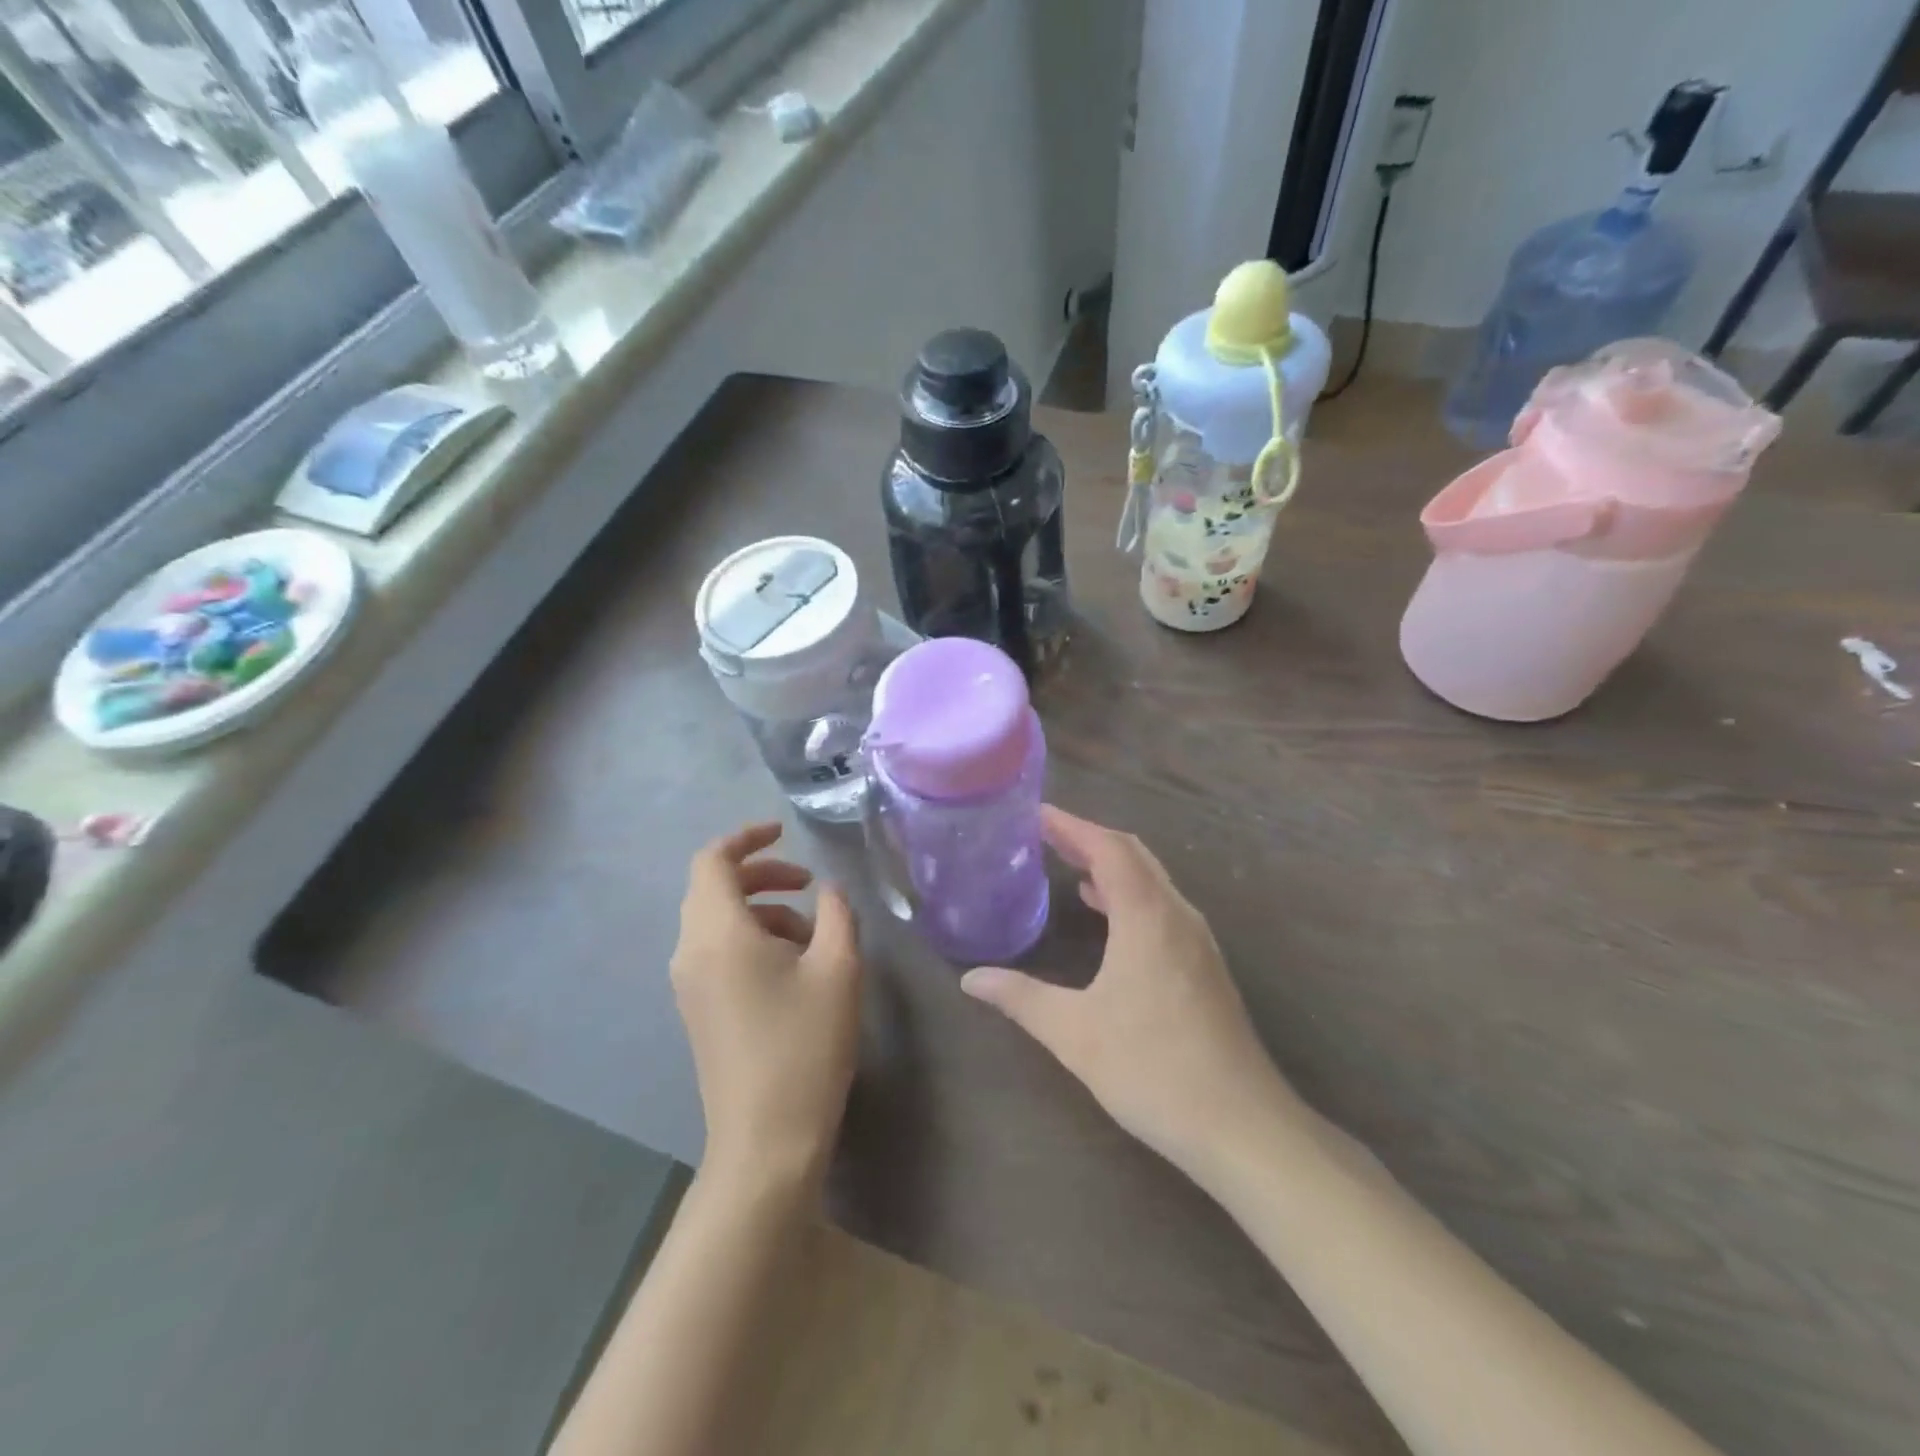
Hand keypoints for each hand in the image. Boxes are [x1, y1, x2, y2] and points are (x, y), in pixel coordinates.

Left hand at [670, 823, 861, 1197]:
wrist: (765, 1142)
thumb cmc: (804, 1047)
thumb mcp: (838, 969)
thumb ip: (838, 914)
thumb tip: (829, 890)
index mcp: (717, 933)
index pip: (713, 861)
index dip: (746, 838)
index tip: (785, 833)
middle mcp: (690, 952)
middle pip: (714, 889)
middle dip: (762, 876)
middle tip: (809, 885)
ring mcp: (689, 985)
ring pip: (717, 922)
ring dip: (762, 910)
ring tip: (812, 933)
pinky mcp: (698, 1010)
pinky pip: (717, 952)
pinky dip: (752, 939)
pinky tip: (793, 967)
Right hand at [961, 806, 1295, 1178]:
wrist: (1241, 1126)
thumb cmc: (1153, 1070)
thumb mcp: (1074, 1033)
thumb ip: (1020, 998)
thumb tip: (970, 979)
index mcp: (1147, 916)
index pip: (1107, 848)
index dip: (1071, 825)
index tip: (1035, 813)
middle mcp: (1177, 915)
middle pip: (1133, 855)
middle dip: (1088, 838)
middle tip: (1044, 834)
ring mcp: (1196, 940)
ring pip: (1151, 880)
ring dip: (1111, 865)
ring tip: (1068, 865)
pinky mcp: (1204, 965)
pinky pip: (1161, 906)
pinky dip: (1129, 894)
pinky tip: (1107, 916)